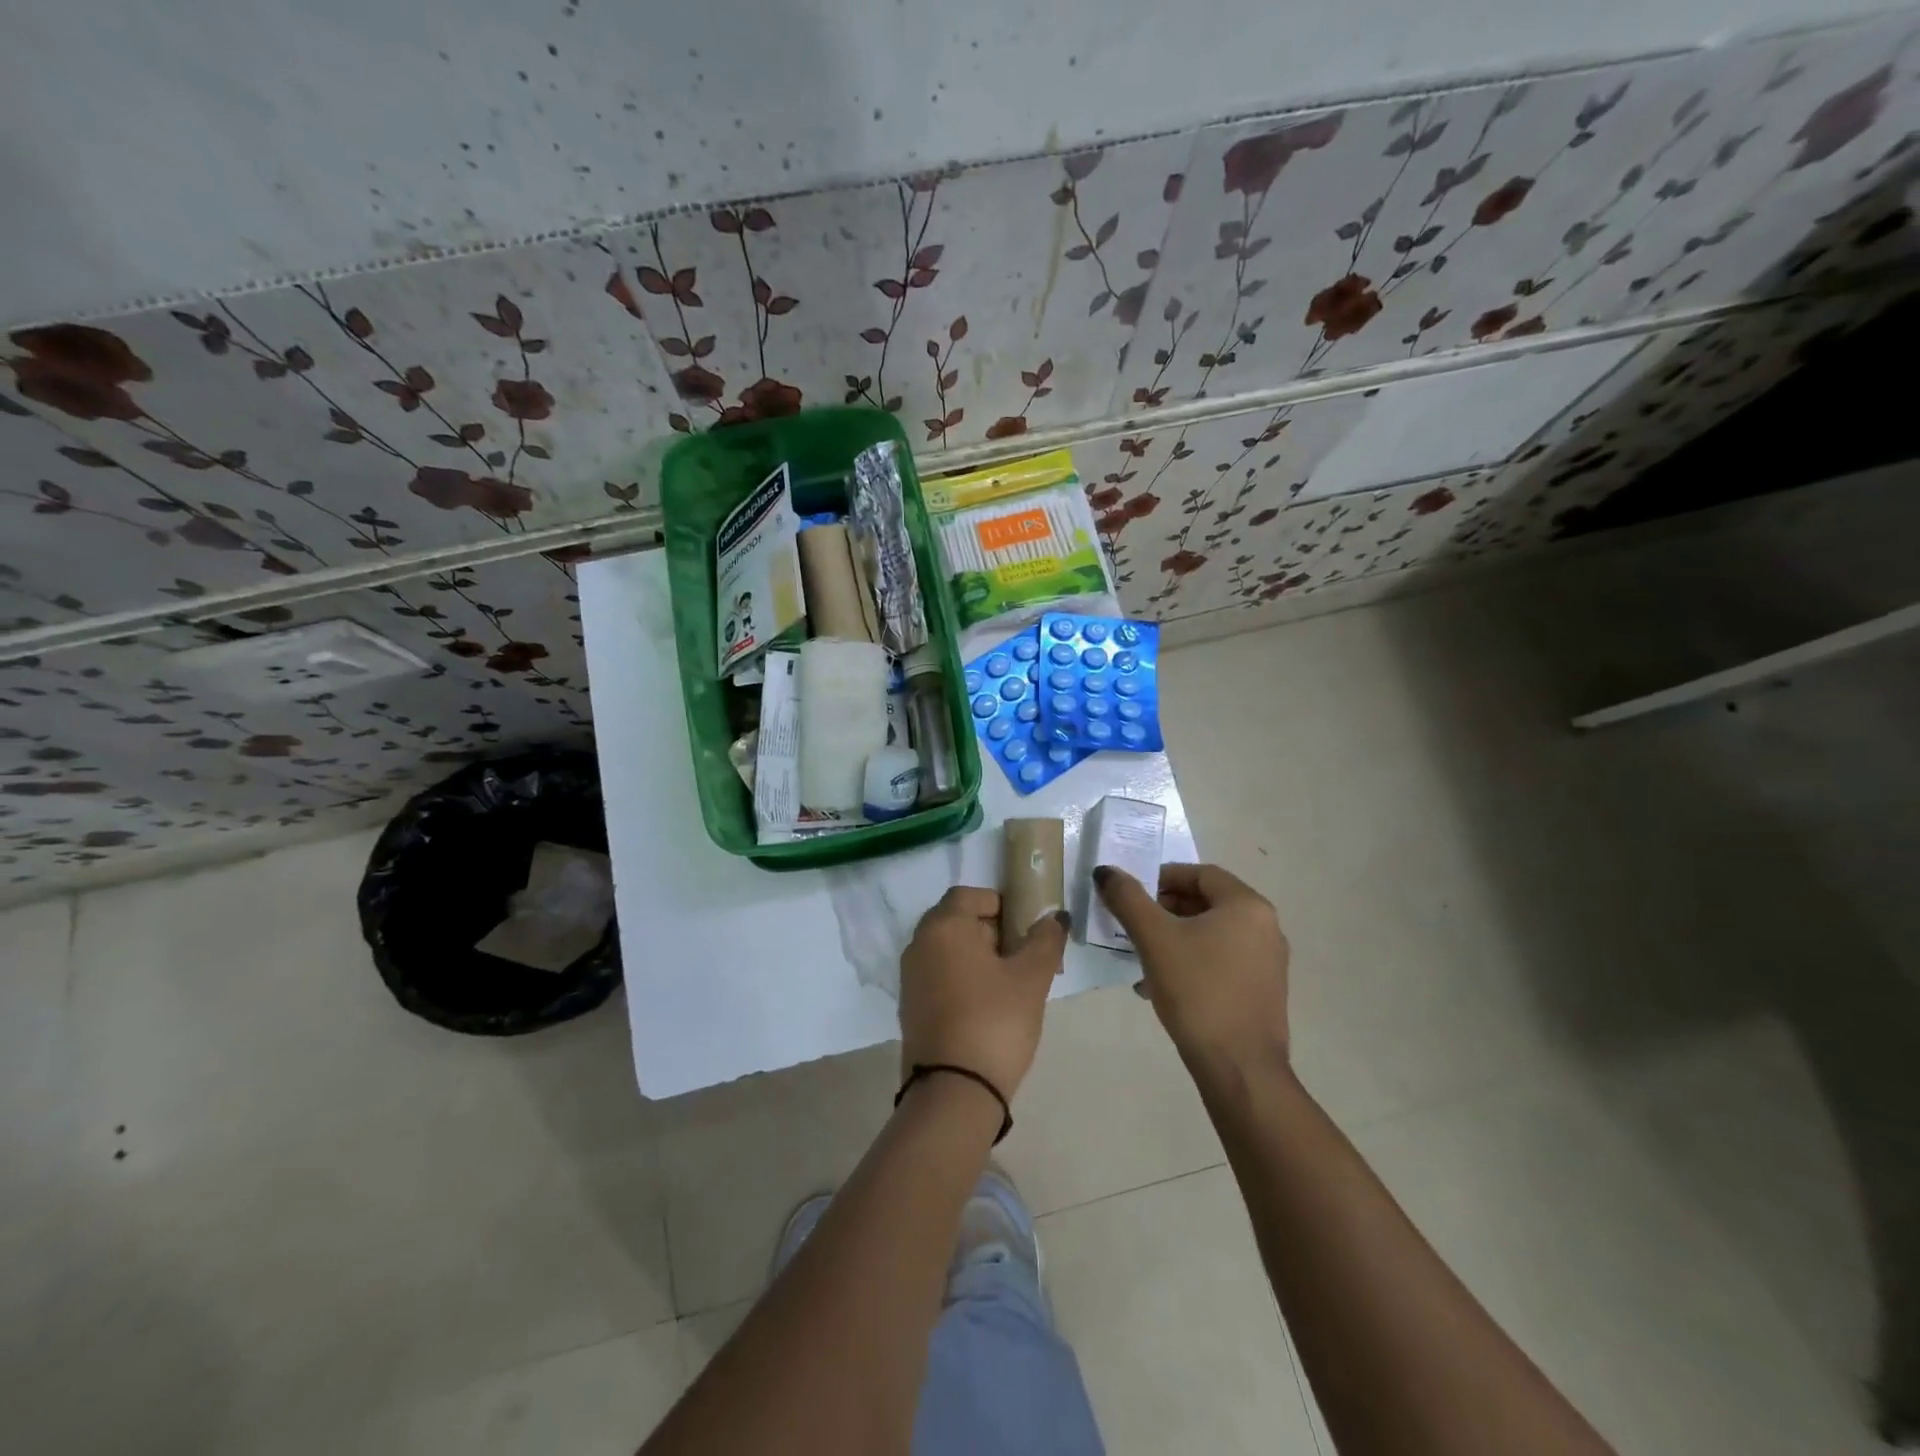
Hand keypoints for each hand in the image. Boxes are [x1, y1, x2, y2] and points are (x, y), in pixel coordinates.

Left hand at [898, 887, 1068, 1099]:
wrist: (953, 1092)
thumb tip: (1054, 917)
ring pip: (951, 951)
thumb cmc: (995, 1020)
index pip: (970, 895)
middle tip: (1028, 958)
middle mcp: (919, 944)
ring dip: (982, 958)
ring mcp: (911, 977)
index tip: (1028, 927)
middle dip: (995, 932)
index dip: (1002, 904)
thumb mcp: (1031, 978)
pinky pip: (941, 977)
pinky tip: (991, 1007)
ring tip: (1015, 985)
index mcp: (943, 926)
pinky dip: (965, 980)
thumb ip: (1045, 940)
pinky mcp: (911, 1007)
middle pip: (959, 921)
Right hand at [1093, 863, 1289, 1067]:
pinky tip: (1161, 985)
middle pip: (1206, 902)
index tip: (1131, 894)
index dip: (1162, 877)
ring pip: (1211, 934)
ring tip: (1140, 957)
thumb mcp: (1154, 939)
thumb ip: (1128, 899)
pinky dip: (1191, 960)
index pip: (1200, 873)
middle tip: (1132, 924)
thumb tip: (1106, 872)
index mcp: (1247, 906)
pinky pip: (1221, 960)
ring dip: (1174, 937)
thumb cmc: (1198, 991)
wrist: (1239, 1068)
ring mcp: (1268, 961)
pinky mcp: (1262, 991)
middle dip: (1164, 910)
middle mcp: (1266, 927)